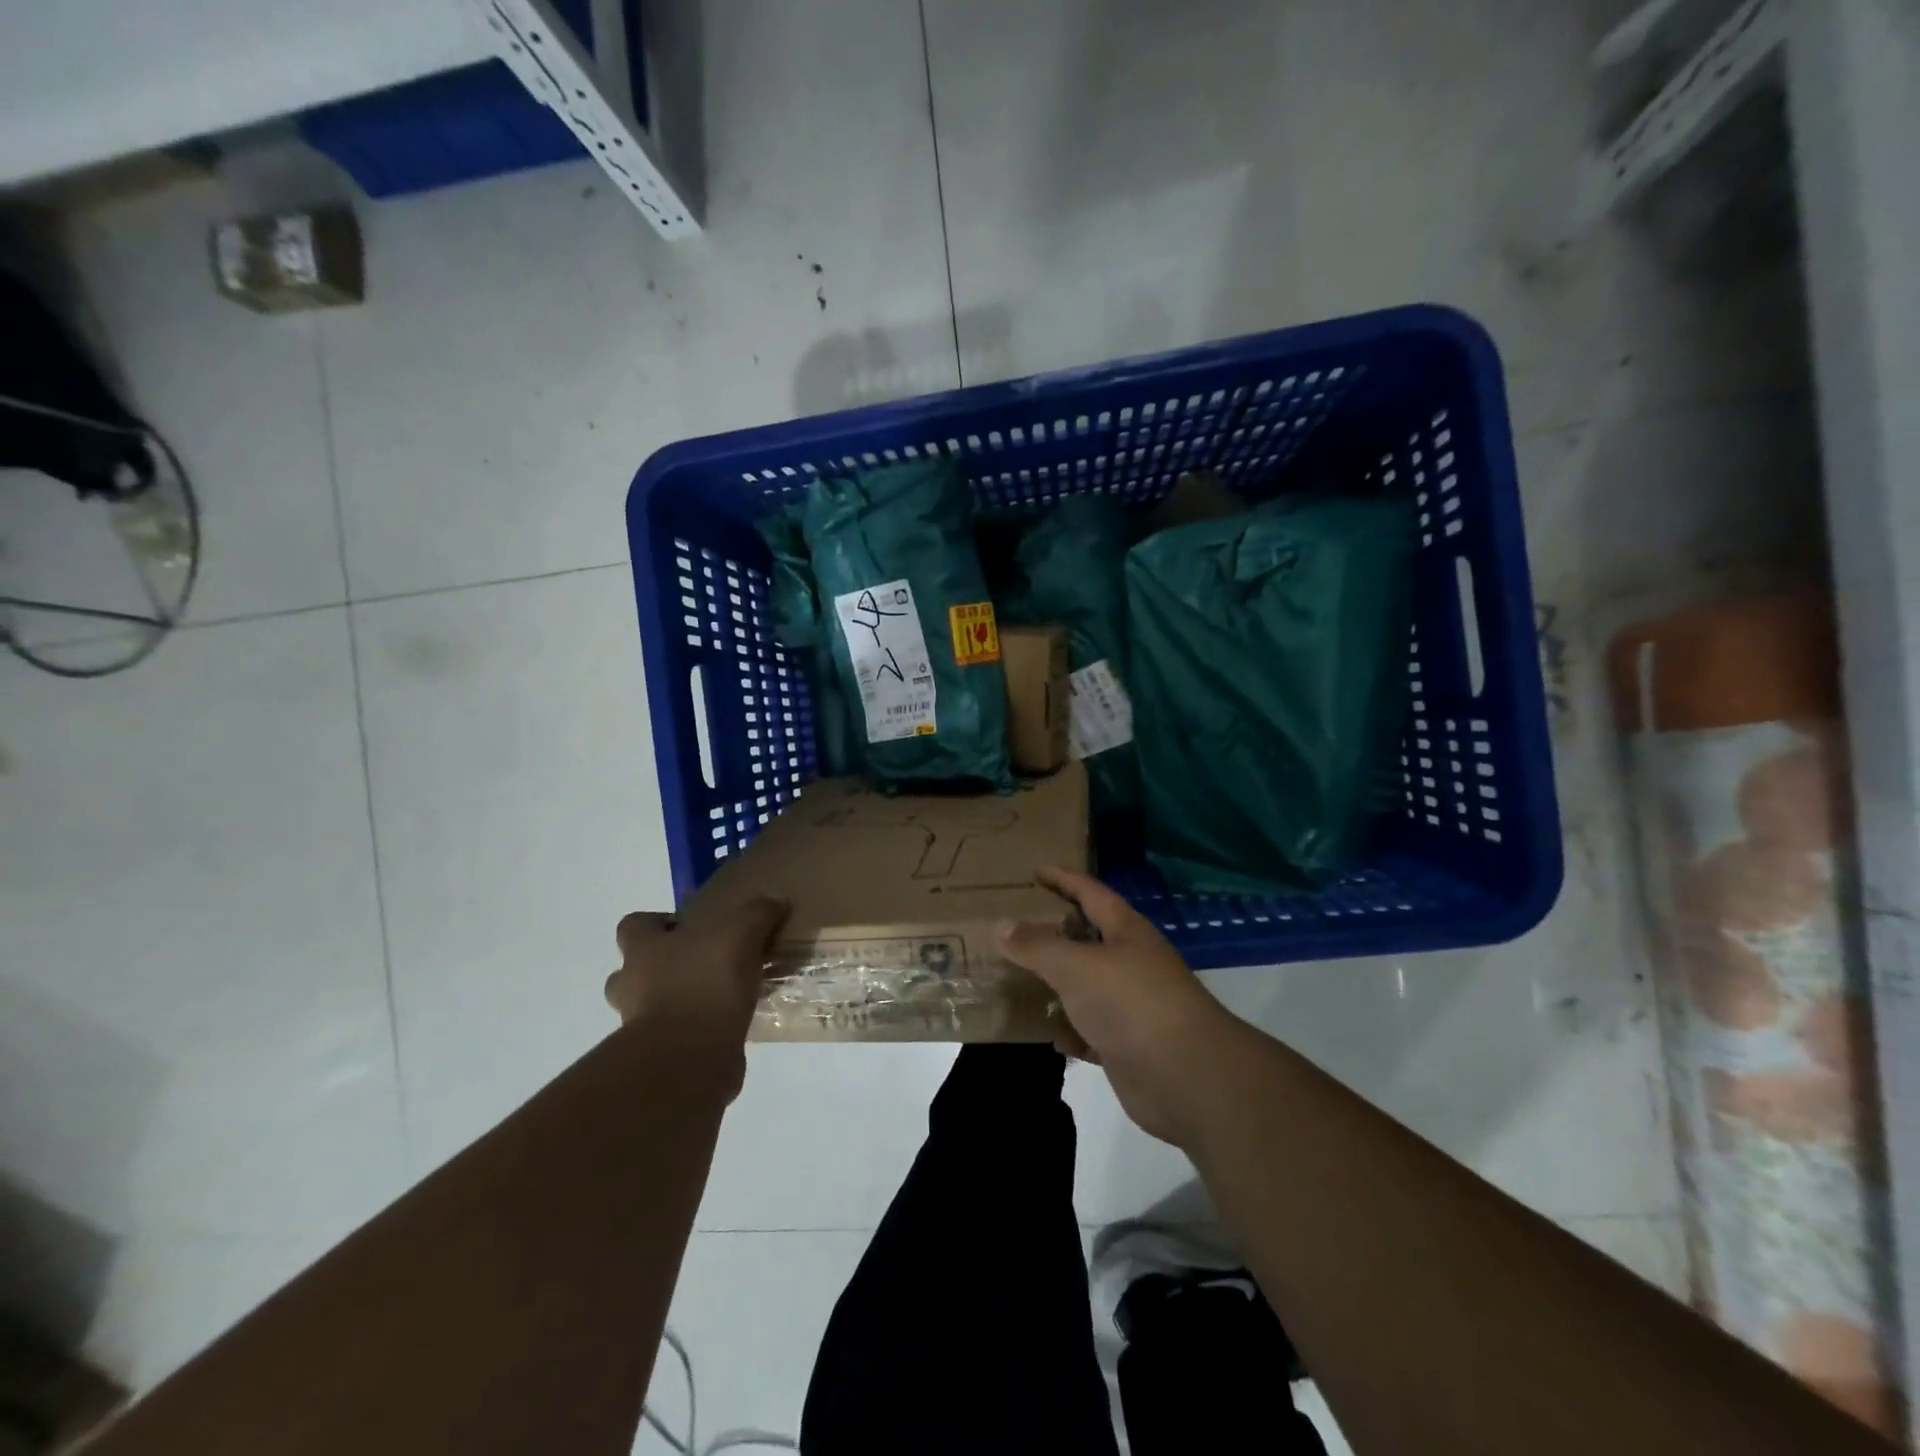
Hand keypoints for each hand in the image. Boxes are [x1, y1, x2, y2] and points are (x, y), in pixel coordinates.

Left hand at [605, 892, 789, 1072]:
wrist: (689, 1057)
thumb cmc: (705, 983)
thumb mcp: (741, 933)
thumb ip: (757, 913)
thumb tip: (775, 901)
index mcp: (642, 950)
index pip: (632, 926)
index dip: (655, 923)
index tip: (687, 927)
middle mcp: (632, 986)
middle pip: (633, 971)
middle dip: (661, 968)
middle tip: (703, 963)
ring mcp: (640, 1026)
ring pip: (653, 1006)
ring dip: (680, 1001)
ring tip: (721, 995)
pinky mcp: (661, 1058)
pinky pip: (677, 1037)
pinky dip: (698, 1030)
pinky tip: (731, 1023)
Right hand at [996, 866, 1242, 1146]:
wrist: (1185, 1076)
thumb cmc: (1130, 1003)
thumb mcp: (1076, 966)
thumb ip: (1036, 946)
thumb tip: (1001, 925)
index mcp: (1126, 931)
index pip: (1091, 892)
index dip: (1063, 879)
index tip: (1036, 871)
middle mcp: (1132, 962)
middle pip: (1090, 938)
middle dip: (1057, 931)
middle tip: (1019, 925)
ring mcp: (1132, 1004)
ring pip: (1088, 986)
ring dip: (1060, 983)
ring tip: (1022, 979)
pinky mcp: (1129, 1044)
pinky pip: (1092, 1030)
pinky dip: (1072, 1030)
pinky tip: (1050, 1035)